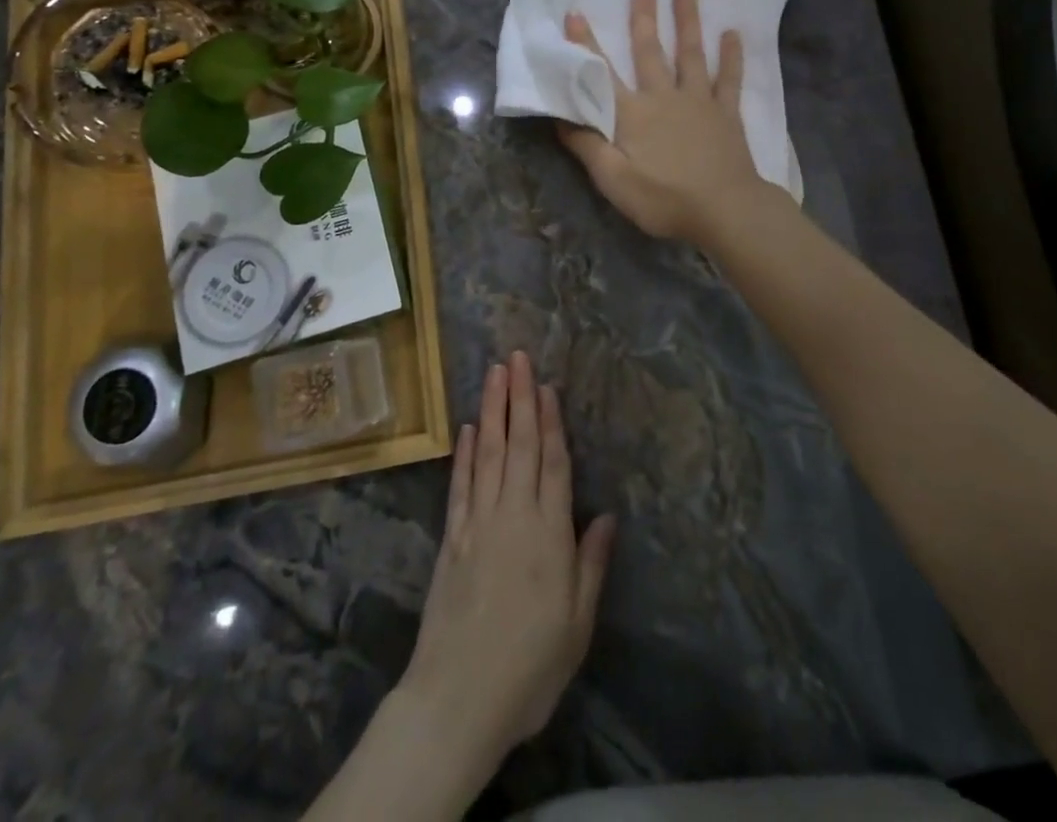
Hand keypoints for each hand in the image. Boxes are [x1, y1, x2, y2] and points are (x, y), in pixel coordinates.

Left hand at [400, 352, 615, 763]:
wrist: (457, 699)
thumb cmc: (529, 667)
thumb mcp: (577, 624)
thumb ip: (591, 564)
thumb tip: (606, 515)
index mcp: (548, 534)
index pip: (551, 463)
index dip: (550, 422)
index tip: (547, 385)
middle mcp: (513, 515)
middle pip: (518, 445)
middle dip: (519, 398)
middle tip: (518, 357)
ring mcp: (477, 523)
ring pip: (487, 453)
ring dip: (491, 411)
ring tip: (495, 375)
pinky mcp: (451, 538)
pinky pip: (460, 485)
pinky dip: (462, 453)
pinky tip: (466, 429)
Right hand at [559, 0, 763, 241]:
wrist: (724, 210)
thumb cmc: (664, 199)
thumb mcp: (613, 180)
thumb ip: (587, 147)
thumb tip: (560, 117)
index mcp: (632, 114)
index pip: (602, 74)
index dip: (586, 45)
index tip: (575, 14)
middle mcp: (664, 97)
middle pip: (650, 51)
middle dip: (643, 18)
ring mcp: (699, 102)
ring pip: (691, 55)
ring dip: (687, 23)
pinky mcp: (726, 113)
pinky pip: (729, 79)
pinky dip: (731, 56)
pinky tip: (734, 34)